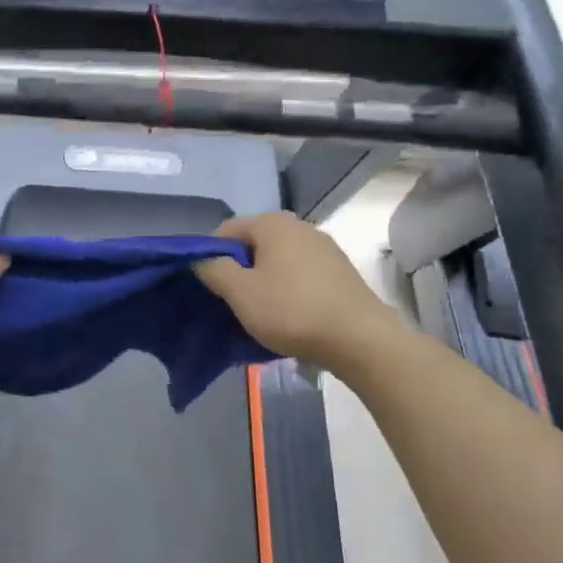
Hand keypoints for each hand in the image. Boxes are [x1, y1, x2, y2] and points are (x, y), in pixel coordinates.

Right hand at [195, 213, 399, 366]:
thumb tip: (202, 260)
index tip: (208, 287)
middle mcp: (299, 226)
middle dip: (238, 270)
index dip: (210, 256)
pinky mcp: (340, 271)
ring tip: (260, 313)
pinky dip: (287, 290)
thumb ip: (214, 270)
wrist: (360, 339)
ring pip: (278, 261)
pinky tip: (289, 315)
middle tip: (231, 302)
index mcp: (272, 223)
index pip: (225, 231)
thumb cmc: (292, 311)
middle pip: (253, 245)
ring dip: (263, 282)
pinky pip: (300, 275)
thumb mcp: (240, 293)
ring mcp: (324, 248)